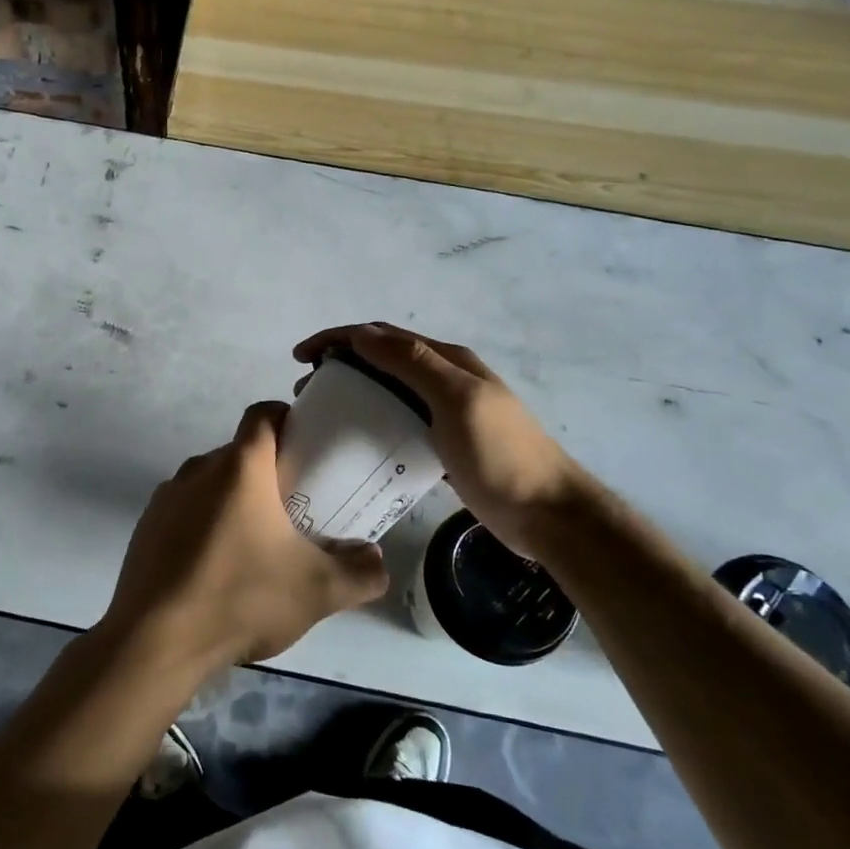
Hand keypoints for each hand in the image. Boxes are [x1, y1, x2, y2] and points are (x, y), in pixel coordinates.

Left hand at [100, 402, 389, 674]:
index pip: (263, 414)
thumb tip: (375, 559)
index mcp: (240, 466)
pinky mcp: (146, 526)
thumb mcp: (318, 591)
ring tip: (257, 545)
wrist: (156, 640)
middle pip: (239, 453)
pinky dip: (205, 525)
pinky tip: (218, 569)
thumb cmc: (241, 597)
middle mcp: (198, 468)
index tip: (307, 448)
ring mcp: (166, 496)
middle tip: (294, 508)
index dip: (287, 420)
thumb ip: (360, 572)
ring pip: (211, 483)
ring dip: (234, 502)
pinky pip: (185, 511)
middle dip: (268, 472)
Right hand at [293, 323, 586, 554]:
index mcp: (447, 361)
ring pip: (389, 391)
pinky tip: (356, 442)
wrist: (549, 515)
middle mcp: (445, 379)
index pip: (382, 336)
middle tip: (307, 389)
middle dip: (340, 364)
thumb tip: (361, 334)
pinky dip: (372, 422)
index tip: (300, 356)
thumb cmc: (501, 454)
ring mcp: (446, 413)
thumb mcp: (456, 400)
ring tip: (323, 413)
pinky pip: (398, 423)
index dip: (338, 338)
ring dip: (354, 392)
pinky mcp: (444, 445)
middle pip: (382, 360)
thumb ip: (412, 363)